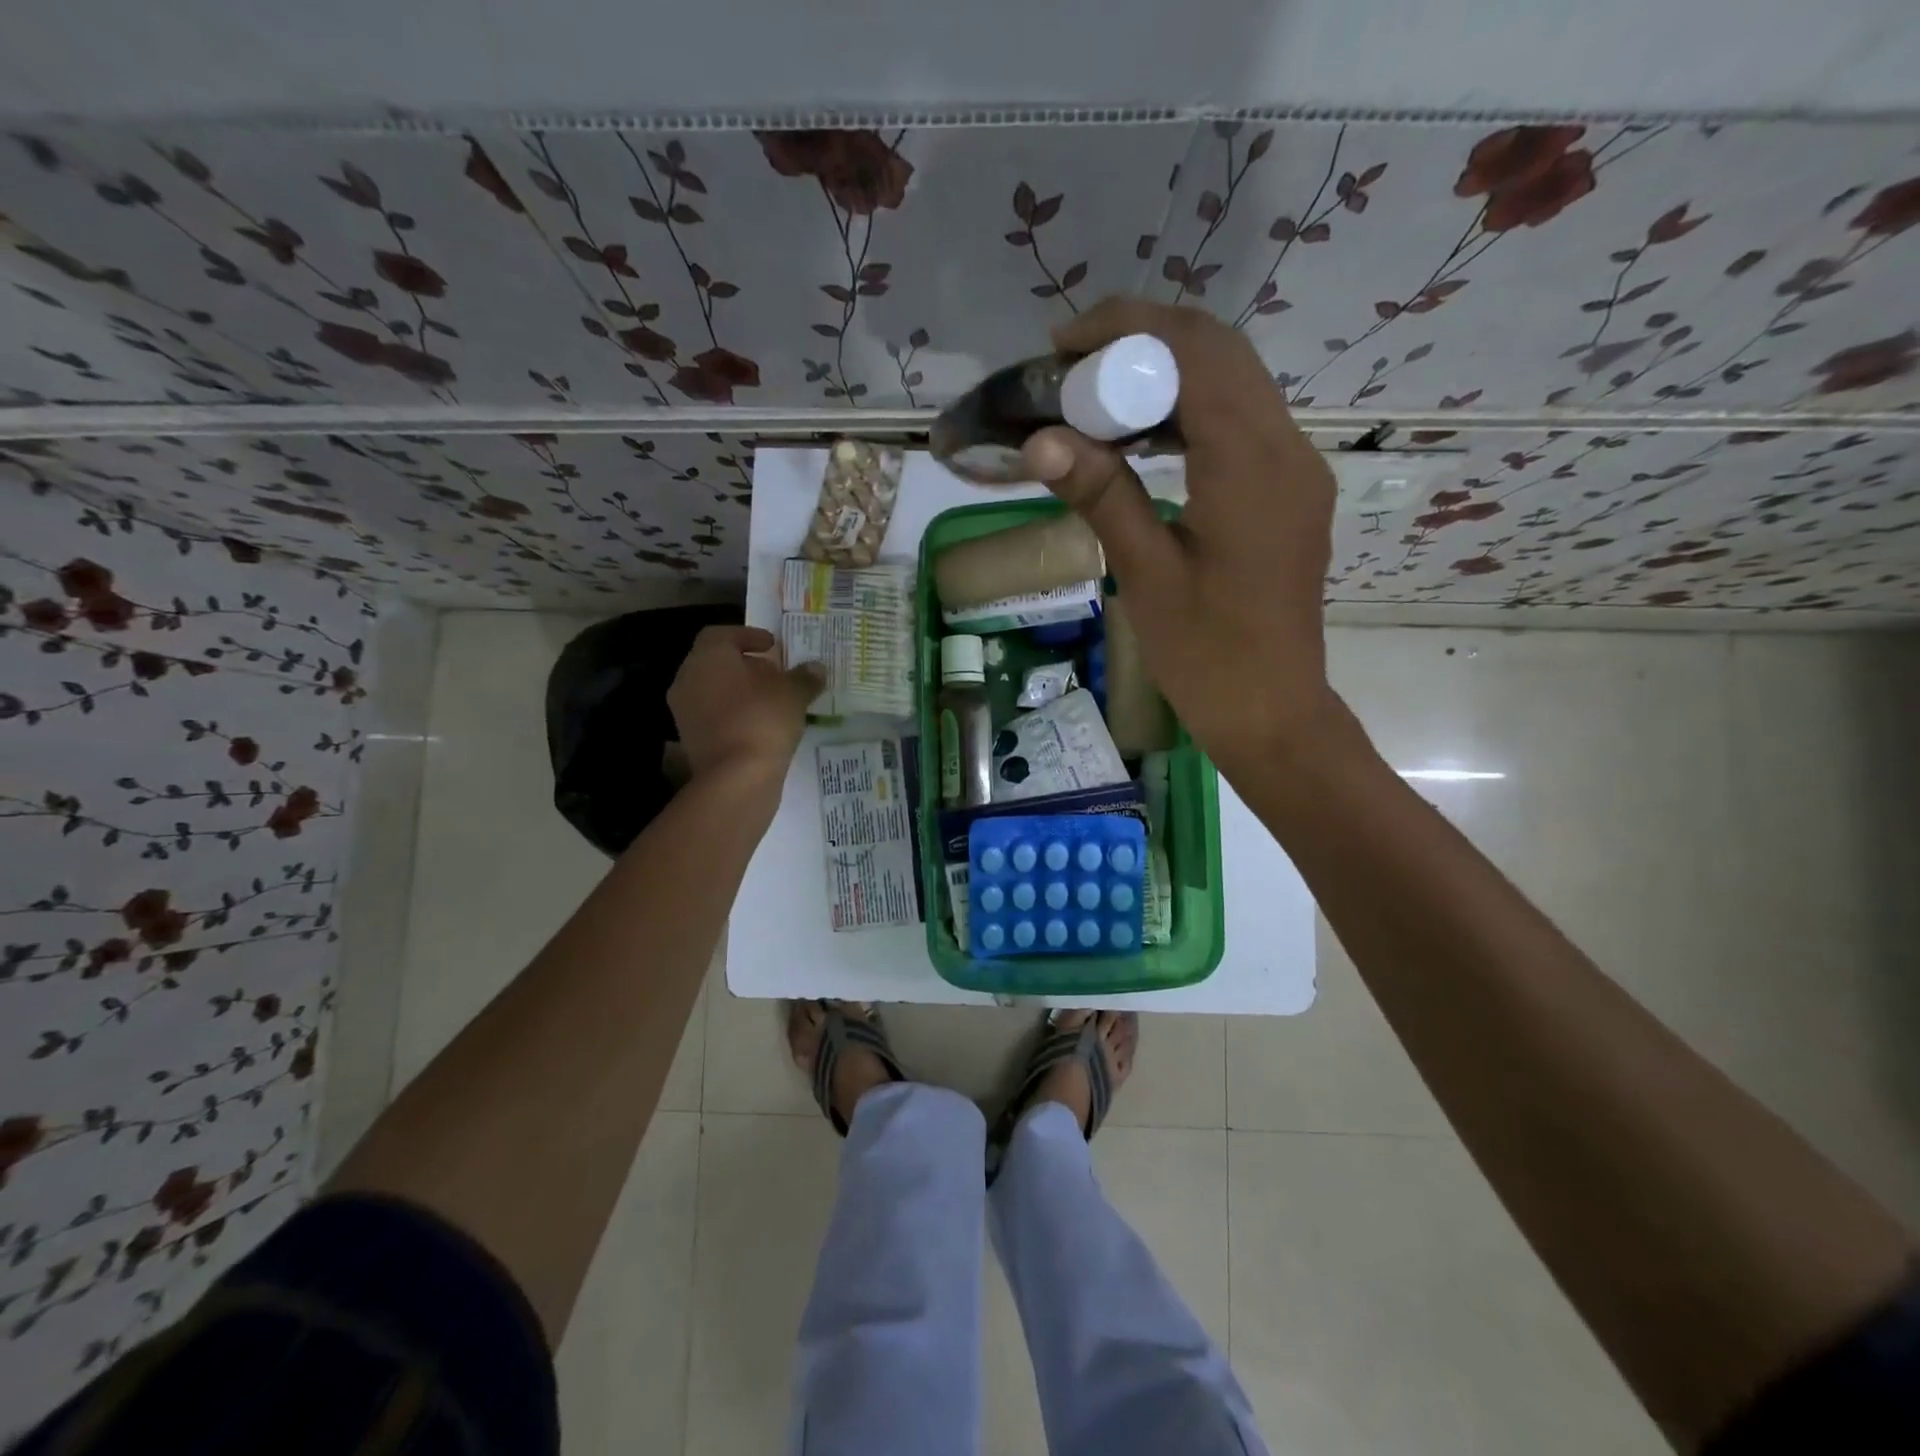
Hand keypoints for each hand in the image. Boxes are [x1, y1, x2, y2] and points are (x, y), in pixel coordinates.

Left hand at [668, 626, 822, 785]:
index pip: (722, 634)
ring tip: (772, 701)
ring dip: (739, 691)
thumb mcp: (794, 693)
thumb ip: (804, 676)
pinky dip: (734, 715)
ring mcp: (685, 712)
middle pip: (716, 662)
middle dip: (745, 665)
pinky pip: (714, 717)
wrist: (736, 778)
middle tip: (775, 673)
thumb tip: (816, 668)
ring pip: (713, 691)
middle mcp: (688, 679)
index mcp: (708, 657)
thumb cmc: (762, 719)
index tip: (772, 646)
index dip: (748, 635)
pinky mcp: (691, 740)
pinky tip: (760, 725)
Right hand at [1021, 297, 1340, 779]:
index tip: (1061, 346)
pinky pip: (1242, 422)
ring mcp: (1296, 469)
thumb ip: (1102, 496)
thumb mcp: (1146, 575)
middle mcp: (1287, 450)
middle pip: (1221, 353)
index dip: (1126, 331)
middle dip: (1143, 343)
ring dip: (1166, 374)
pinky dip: (1189, 410)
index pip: (1196, 353)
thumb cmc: (1206, 655)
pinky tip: (1142, 436)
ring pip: (1234, 382)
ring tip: (1097, 396)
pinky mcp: (1290, 492)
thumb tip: (1040, 439)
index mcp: (1252, 466)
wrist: (1271, 710)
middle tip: (1072, 369)